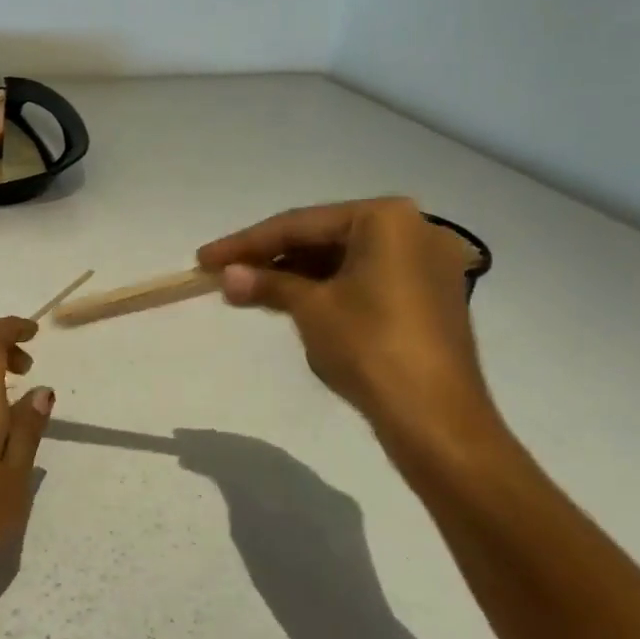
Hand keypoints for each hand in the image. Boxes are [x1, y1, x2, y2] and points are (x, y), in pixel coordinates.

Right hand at [197, 198, 496, 452]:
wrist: (436, 420)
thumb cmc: (371, 348)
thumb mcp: (312, 309)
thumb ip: (268, 283)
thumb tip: (227, 275)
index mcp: (387, 218)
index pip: (300, 224)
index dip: (245, 243)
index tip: (204, 259)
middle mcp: (414, 229)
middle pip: (323, 237)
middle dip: (271, 258)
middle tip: (223, 274)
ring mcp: (426, 264)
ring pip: (343, 260)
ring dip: (296, 275)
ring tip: (248, 291)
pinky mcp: (429, 297)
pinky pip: (365, 280)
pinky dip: (327, 289)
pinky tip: (290, 301)